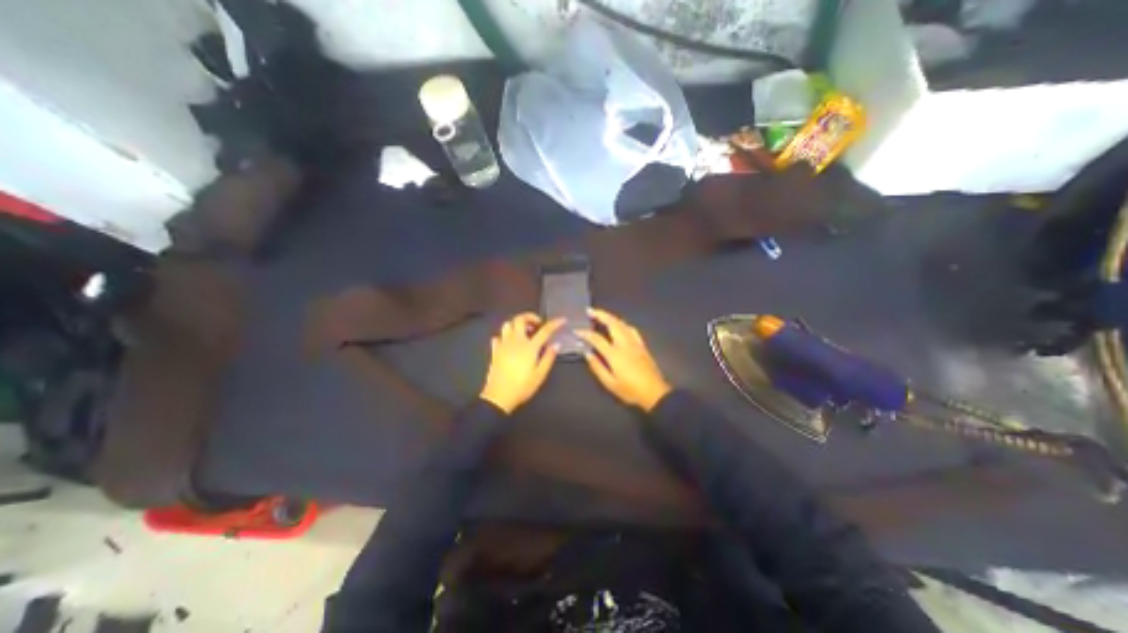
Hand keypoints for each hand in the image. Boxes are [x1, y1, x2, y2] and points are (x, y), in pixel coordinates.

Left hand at [479, 311, 564, 414]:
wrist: (499, 396)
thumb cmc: (522, 386)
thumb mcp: (540, 375)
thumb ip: (548, 357)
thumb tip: (556, 344)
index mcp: (530, 347)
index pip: (545, 330)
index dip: (555, 323)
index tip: (562, 320)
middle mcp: (516, 341)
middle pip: (520, 319)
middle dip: (530, 317)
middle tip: (537, 324)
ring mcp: (503, 345)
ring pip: (507, 325)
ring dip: (516, 325)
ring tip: (523, 333)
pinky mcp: (495, 351)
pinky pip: (498, 337)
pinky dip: (505, 336)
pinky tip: (510, 343)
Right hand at [575, 310, 672, 411]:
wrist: (654, 393)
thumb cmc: (630, 390)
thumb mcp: (610, 383)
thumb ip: (597, 367)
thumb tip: (587, 353)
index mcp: (615, 354)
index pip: (596, 339)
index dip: (585, 333)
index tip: (576, 330)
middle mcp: (625, 344)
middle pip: (612, 323)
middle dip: (600, 315)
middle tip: (590, 311)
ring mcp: (635, 343)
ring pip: (622, 323)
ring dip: (611, 317)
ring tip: (601, 315)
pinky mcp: (642, 345)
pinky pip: (631, 329)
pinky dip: (622, 324)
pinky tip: (620, 325)